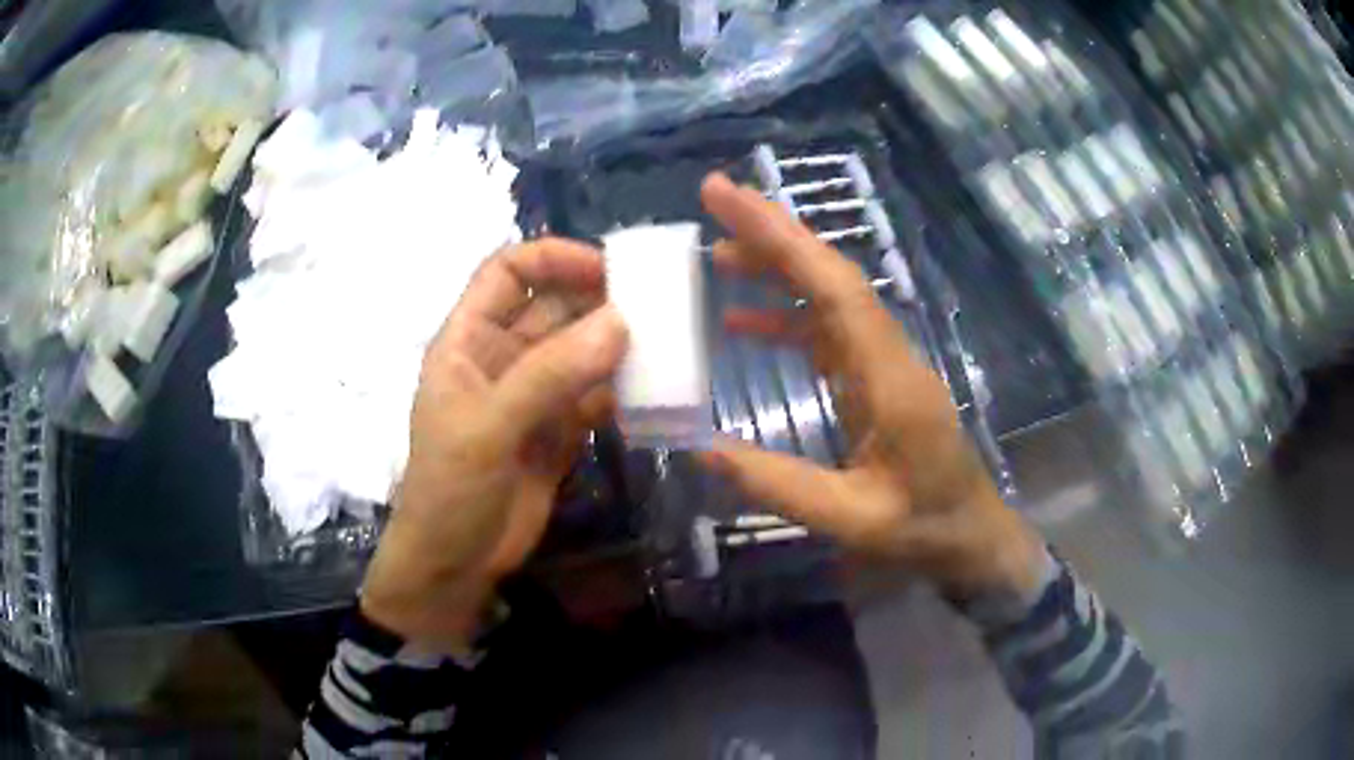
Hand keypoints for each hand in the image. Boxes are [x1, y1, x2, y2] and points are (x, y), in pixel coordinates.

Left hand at [361, 239, 627, 651]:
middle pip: (552, 305)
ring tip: (667, 340)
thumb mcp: (487, 429)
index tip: (608, 268)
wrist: (454, 566)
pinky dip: (623, 389)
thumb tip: (620, 322)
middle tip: (657, 302)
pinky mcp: (559, 431)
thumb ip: (549, 376)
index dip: (553, 258)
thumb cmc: (449, 491)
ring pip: (580, 349)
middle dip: (598, 299)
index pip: (507, 272)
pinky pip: (596, 395)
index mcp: (468, 340)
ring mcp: (533, 395)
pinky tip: (655, 388)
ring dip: (618, 343)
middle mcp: (502, 357)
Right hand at [698, 173, 1043, 598]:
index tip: (731, 200)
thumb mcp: (852, 520)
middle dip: (775, 232)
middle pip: (832, 276)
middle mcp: (889, 354)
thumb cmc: (924, 529)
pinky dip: (786, 317)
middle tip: (716, 198)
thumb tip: (700, 449)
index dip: (784, 240)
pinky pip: (828, 333)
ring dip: (778, 269)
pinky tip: (743, 319)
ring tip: (717, 253)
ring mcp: (884, 363)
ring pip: (829, 297)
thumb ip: (779, 485)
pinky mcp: (876, 378)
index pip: (836, 290)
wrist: (973, 536)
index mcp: (890, 378)